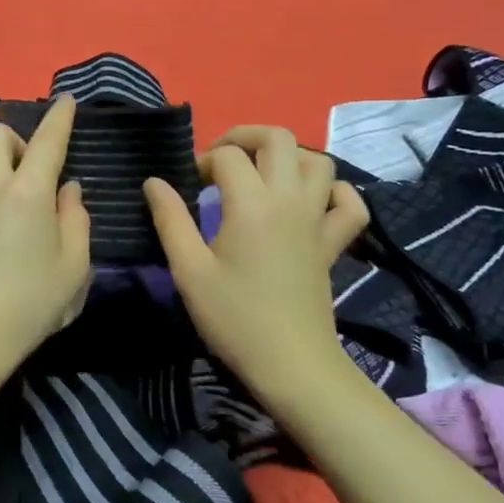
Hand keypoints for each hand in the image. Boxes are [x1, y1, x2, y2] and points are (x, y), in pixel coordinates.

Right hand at [143, 126, 368, 399]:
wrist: (290, 364)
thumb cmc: (233, 318)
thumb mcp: (189, 271)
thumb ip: (170, 220)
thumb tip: (154, 182)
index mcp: (252, 204)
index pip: (227, 156)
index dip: (202, 161)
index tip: (187, 186)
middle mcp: (290, 200)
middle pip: (278, 138)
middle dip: (244, 137)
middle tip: (220, 161)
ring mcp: (317, 220)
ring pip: (317, 161)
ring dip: (287, 156)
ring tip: (260, 175)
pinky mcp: (334, 243)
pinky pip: (349, 203)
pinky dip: (334, 191)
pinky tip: (311, 201)